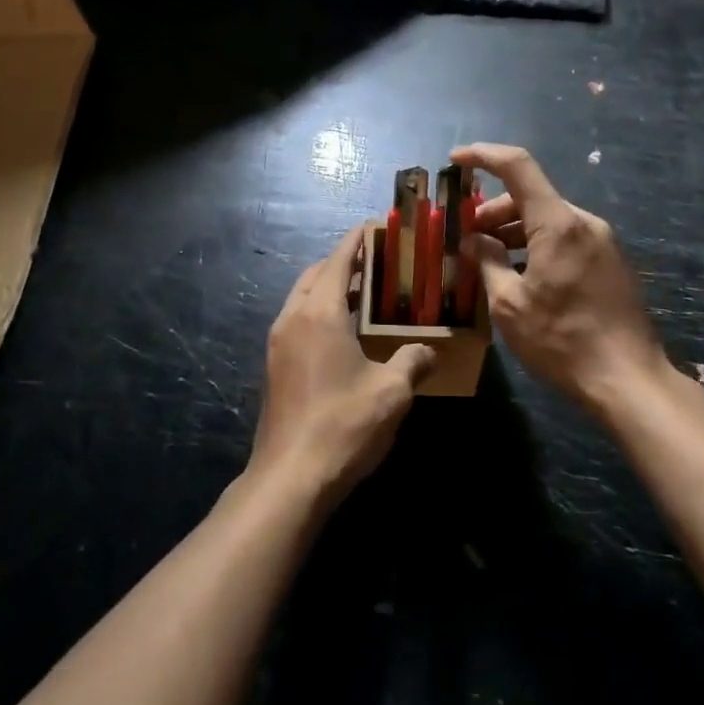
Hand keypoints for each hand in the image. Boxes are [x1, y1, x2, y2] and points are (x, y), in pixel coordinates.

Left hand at [249, 224, 436, 507]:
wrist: (290, 478)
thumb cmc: (344, 425)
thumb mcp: (392, 392)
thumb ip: (413, 362)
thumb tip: (429, 351)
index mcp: (319, 313)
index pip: (338, 260)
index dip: (357, 240)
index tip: (376, 227)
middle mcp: (292, 318)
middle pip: (315, 274)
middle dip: (342, 262)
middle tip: (377, 264)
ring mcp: (278, 343)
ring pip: (302, 298)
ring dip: (327, 287)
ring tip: (363, 295)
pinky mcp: (274, 366)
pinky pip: (297, 321)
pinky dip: (318, 312)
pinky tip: (344, 334)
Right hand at [452, 144, 665, 414]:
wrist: (629, 380)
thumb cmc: (562, 341)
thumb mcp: (510, 305)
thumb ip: (488, 262)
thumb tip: (474, 240)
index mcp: (558, 224)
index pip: (518, 166)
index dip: (484, 155)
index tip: (456, 159)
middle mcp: (584, 222)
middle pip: (531, 195)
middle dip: (493, 209)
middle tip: (468, 237)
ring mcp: (602, 242)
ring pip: (548, 218)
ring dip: (515, 229)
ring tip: (490, 258)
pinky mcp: (610, 262)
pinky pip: (566, 238)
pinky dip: (537, 244)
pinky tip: (522, 273)